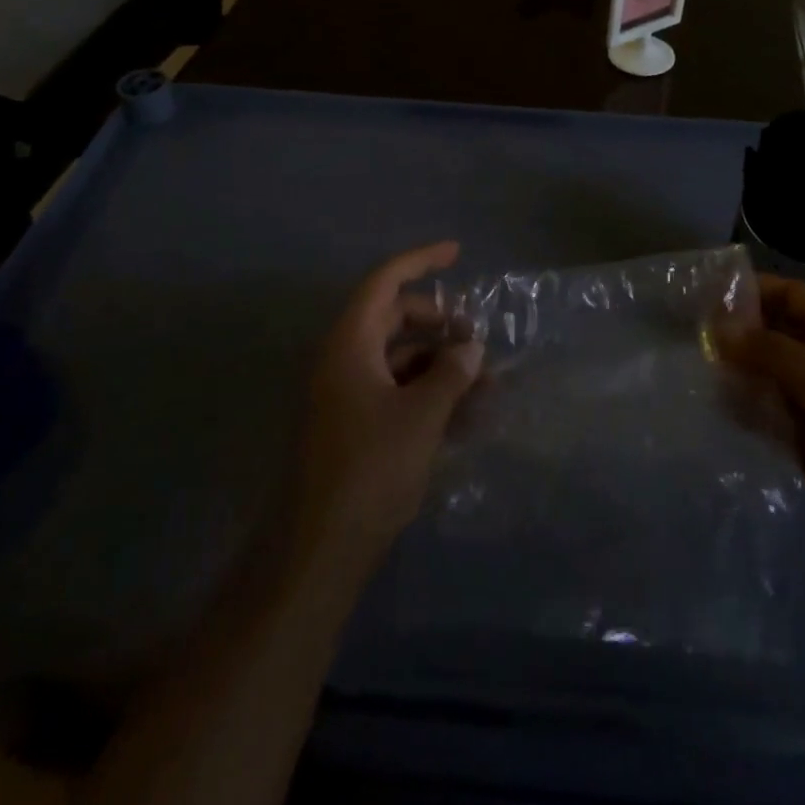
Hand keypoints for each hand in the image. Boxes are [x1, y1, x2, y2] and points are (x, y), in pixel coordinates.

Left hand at [292, 241, 482, 572]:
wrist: (319, 551)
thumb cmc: (370, 469)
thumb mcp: (421, 416)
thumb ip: (451, 373)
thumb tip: (470, 346)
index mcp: (349, 344)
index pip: (384, 282)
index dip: (420, 261)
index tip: (458, 252)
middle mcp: (343, 361)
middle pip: (393, 319)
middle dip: (439, 322)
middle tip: (476, 336)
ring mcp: (346, 395)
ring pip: (399, 359)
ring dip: (440, 364)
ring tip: (485, 383)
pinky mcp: (353, 427)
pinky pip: (395, 392)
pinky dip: (427, 393)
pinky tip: (464, 414)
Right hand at [715, 275, 804, 556]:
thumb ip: (767, 350)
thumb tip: (717, 329)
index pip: (787, 294)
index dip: (748, 291)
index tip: (703, 295)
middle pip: (772, 332)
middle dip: (735, 334)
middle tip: (687, 336)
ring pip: (765, 373)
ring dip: (735, 372)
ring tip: (690, 370)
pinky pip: (766, 411)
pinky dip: (743, 408)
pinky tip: (712, 407)